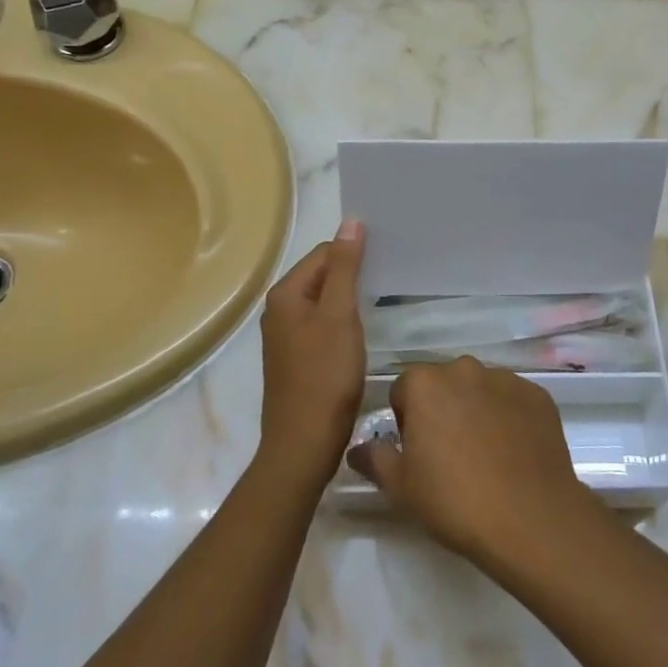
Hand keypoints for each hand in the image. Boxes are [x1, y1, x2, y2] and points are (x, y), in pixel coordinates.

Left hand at [256, 222, 365, 487]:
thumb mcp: (340, 316)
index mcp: (285, 294)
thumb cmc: (324, 376)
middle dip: (352, 275)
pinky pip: (322, 325)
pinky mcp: (296, 358)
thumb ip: (345, 268)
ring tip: (380, 302)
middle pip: (322, 275)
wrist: (304, 444)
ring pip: (323, 302)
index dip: (354, 254)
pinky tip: (362, 333)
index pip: (324, 253)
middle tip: (389, 279)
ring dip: (349, 299)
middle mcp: (279, 310)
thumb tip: (351, 222)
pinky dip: (342, 322)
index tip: (386, 261)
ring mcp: (286, 336)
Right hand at [347, 357, 593, 564]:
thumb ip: (375, 459)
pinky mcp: (537, 395)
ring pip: (479, 390)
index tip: (417, 454)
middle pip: (443, 384)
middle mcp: (465, 368)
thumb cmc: (455, 501)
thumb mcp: (401, 487)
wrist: (530, 518)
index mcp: (426, 383)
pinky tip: (513, 455)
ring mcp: (505, 378)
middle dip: (442, 410)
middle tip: (449, 456)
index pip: (405, 390)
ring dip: (475, 411)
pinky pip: (512, 401)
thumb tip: (357, 448)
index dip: (406, 421)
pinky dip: (509, 418)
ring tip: (485, 457)